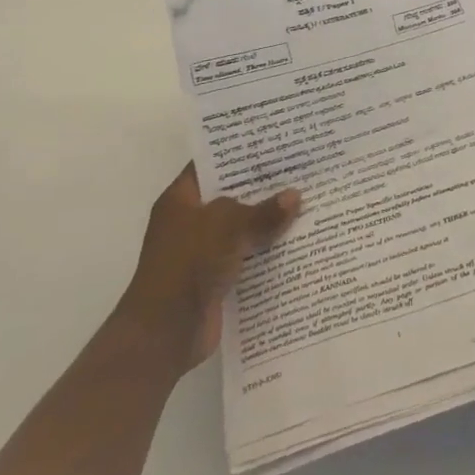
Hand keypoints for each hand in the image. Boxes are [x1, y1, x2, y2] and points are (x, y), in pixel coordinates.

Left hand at [116, 164, 299, 371]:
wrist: (165, 333)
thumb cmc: (188, 264)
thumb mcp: (228, 225)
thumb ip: (263, 211)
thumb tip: (295, 196)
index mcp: (181, 200)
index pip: (211, 165)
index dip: (239, 153)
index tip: (274, 142)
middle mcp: (190, 222)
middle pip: (232, 196)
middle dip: (263, 187)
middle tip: (302, 169)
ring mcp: (203, 252)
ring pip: (243, 228)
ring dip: (269, 221)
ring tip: (309, 201)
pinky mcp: (217, 279)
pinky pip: (248, 257)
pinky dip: (268, 251)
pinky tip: (299, 240)